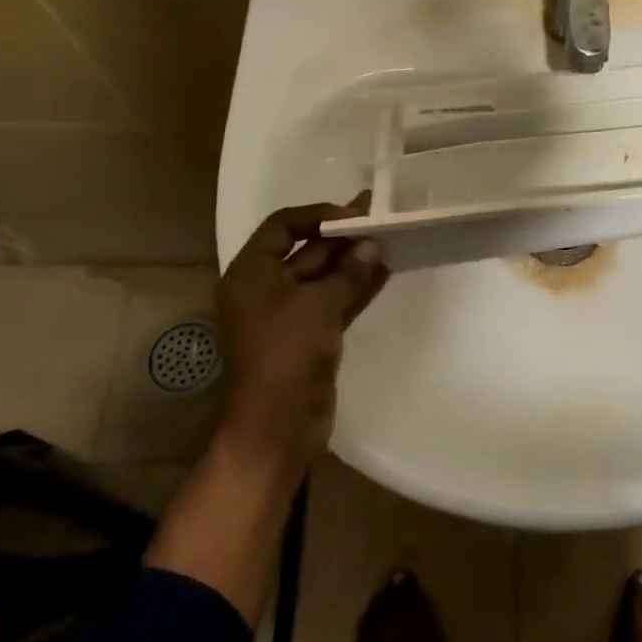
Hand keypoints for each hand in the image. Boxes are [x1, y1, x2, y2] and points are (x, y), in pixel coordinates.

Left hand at [217, 197, 388, 474]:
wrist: (278, 427)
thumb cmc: (286, 355)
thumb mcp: (318, 306)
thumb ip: (347, 272)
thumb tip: (372, 245)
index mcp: (251, 274)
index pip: (281, 227)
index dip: (317, 215)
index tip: (354, 214)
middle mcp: (266, 289)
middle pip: (306, 250)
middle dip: (343, 237)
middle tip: (382, 219)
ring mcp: (288, 314)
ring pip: (324, 276)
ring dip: (354, 260)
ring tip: (390, 241)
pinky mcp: (309, 335)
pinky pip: (334, 300)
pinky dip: (356, 286)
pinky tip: (384, 271)